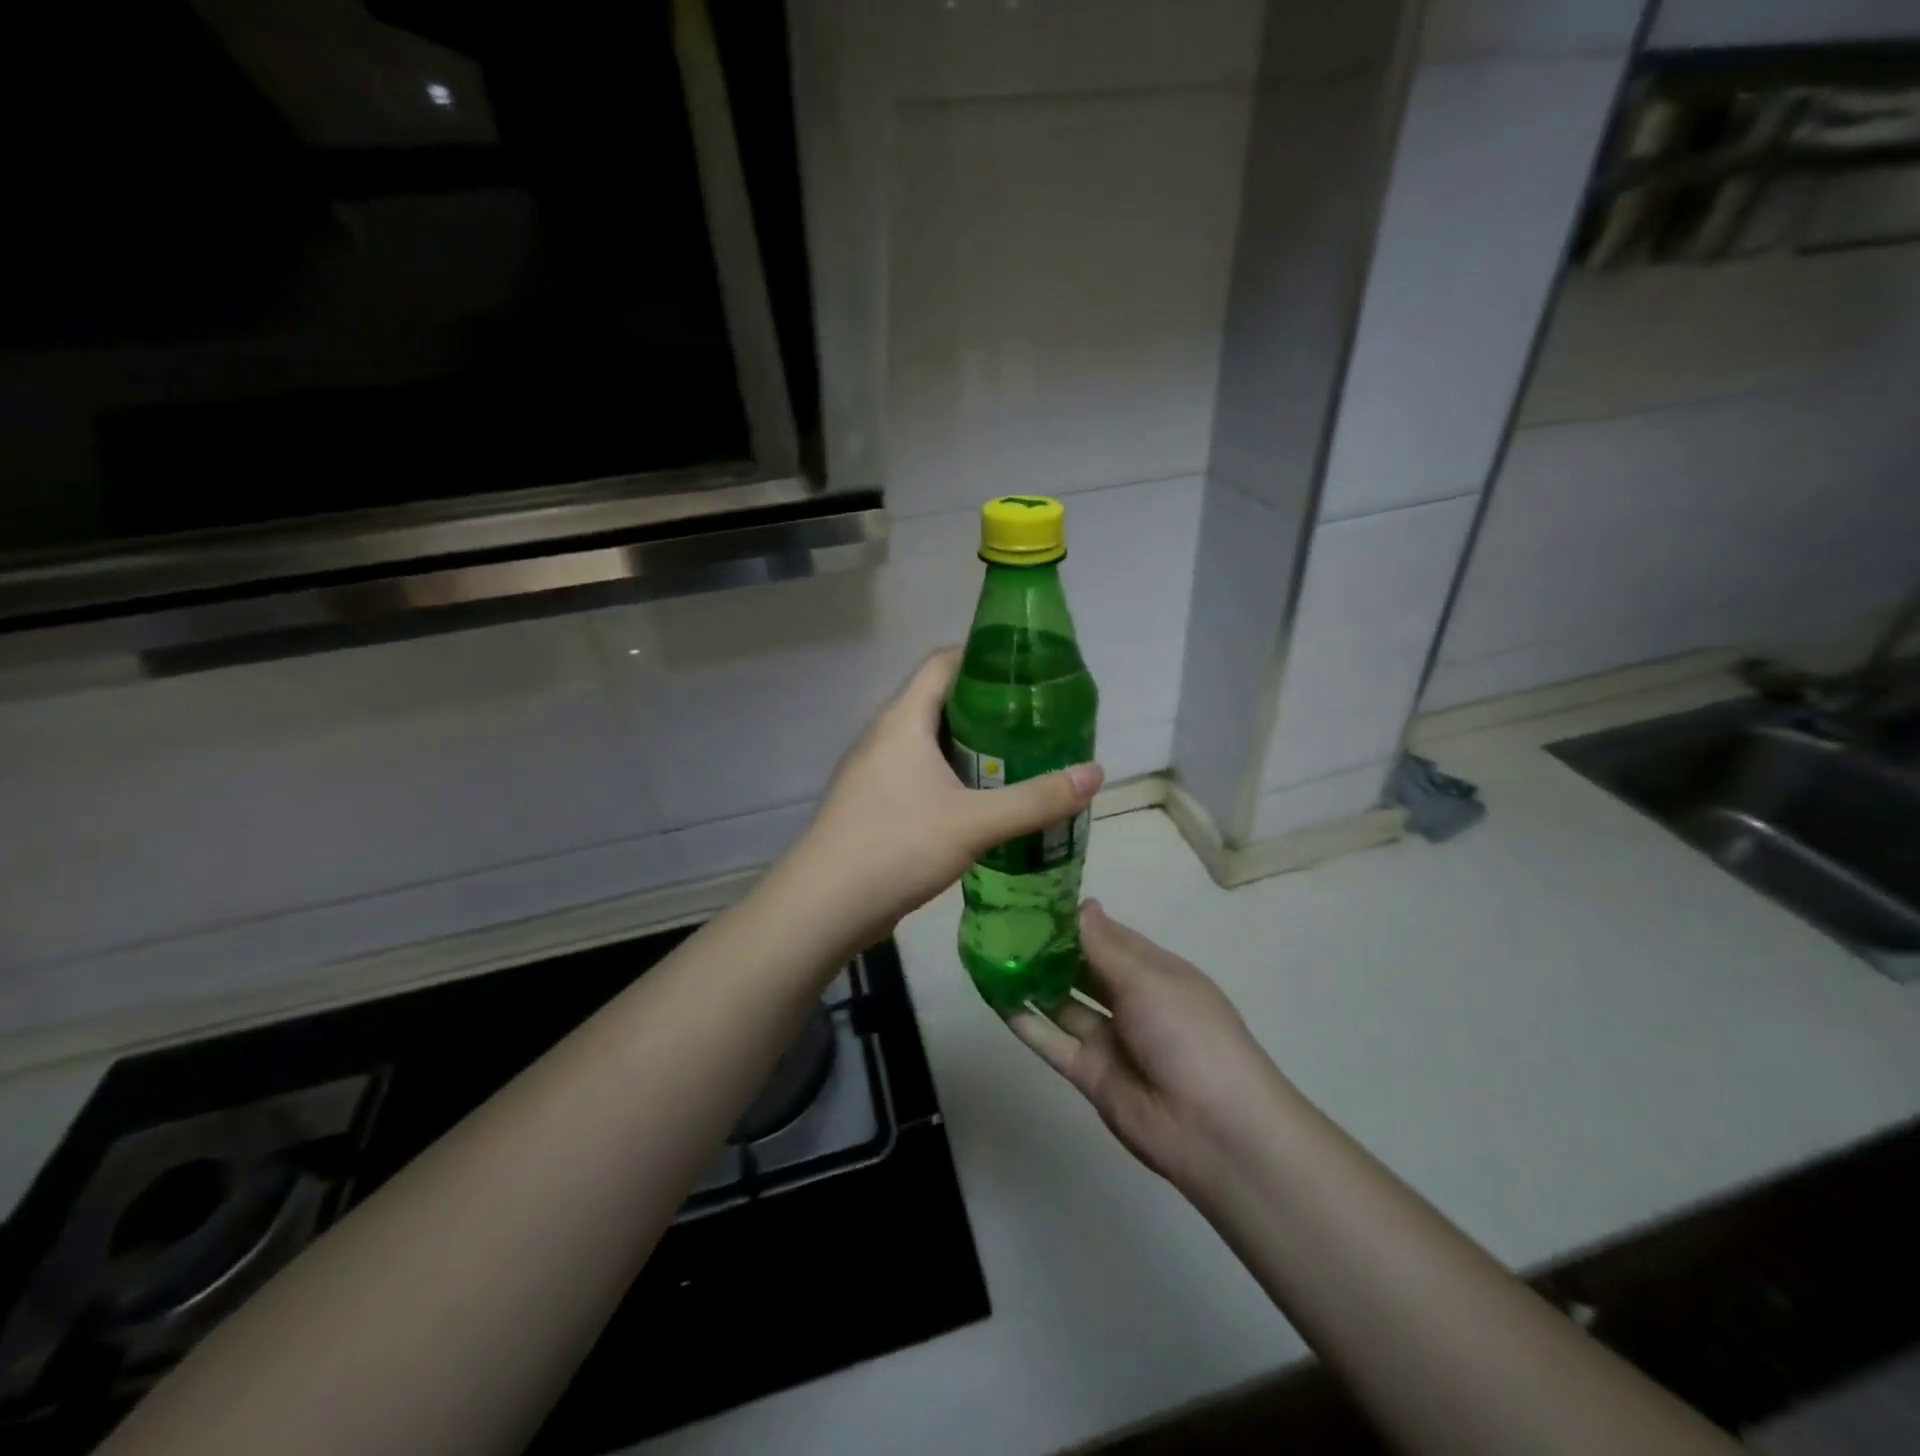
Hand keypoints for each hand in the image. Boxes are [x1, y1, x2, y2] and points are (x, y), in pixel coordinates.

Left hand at [791, 648, 1102, 950]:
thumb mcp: (975, 823)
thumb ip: (1036, 800)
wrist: (823, 907)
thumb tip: (1096, 773)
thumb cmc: (896, 846)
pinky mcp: (875, 801)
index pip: (943, 662)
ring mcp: (875, 769)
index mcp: (903, 719)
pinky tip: (983, 800)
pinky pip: (920, 771)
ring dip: (972, 746)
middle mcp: (885, 734)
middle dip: (989, 707)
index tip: (1029, 671)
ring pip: (931, 740)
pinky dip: (953, 775)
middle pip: (941, 700)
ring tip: (1020, 758)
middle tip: (1037, 721)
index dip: (984, 657)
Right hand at [1008, 901, 1294, 1193]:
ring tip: (990, 953)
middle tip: (1003, 923)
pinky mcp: (1089, 1073)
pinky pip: (1052, 1041)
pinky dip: (1025, 1021)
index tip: (1035, 898)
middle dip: (1049, 948)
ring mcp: (1110, 1039)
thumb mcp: (1148, 979)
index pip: (1109, 936)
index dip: (1076, 920)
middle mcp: (1131, 1000)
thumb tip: (1083, 904)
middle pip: (1083, 968)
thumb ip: (1105, 946)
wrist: (1212, 1128)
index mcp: (1154, 971)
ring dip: (1032, 980)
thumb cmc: (1188, 1033)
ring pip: (1063, 1003)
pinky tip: (995, 997)